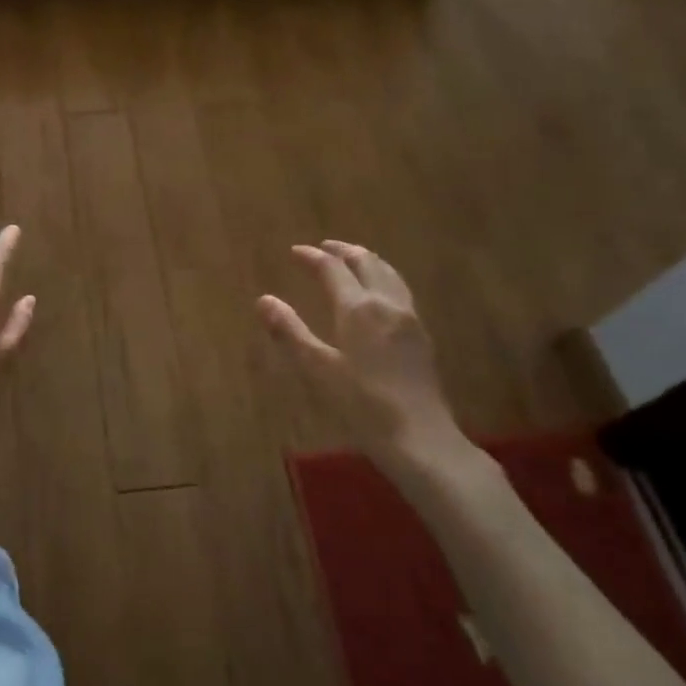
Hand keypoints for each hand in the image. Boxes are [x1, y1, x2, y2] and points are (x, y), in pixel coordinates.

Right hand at [258, 240, 469, 473]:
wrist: (421, 438)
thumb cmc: (362, 404)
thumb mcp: (318, 369)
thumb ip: (290, 332)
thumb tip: (263, 300)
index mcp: (359, 307)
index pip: (333, 269)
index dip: (312, 257)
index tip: (295, 251)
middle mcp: (387, 303)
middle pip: (366, 263)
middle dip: (343, 250)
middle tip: (324, 247)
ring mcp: (410, 318)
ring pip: (389, 274)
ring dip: (367, 260)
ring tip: (352, 260)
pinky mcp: (422, 336)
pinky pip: (400, 290)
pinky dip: (383, 278)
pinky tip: (380, 293)